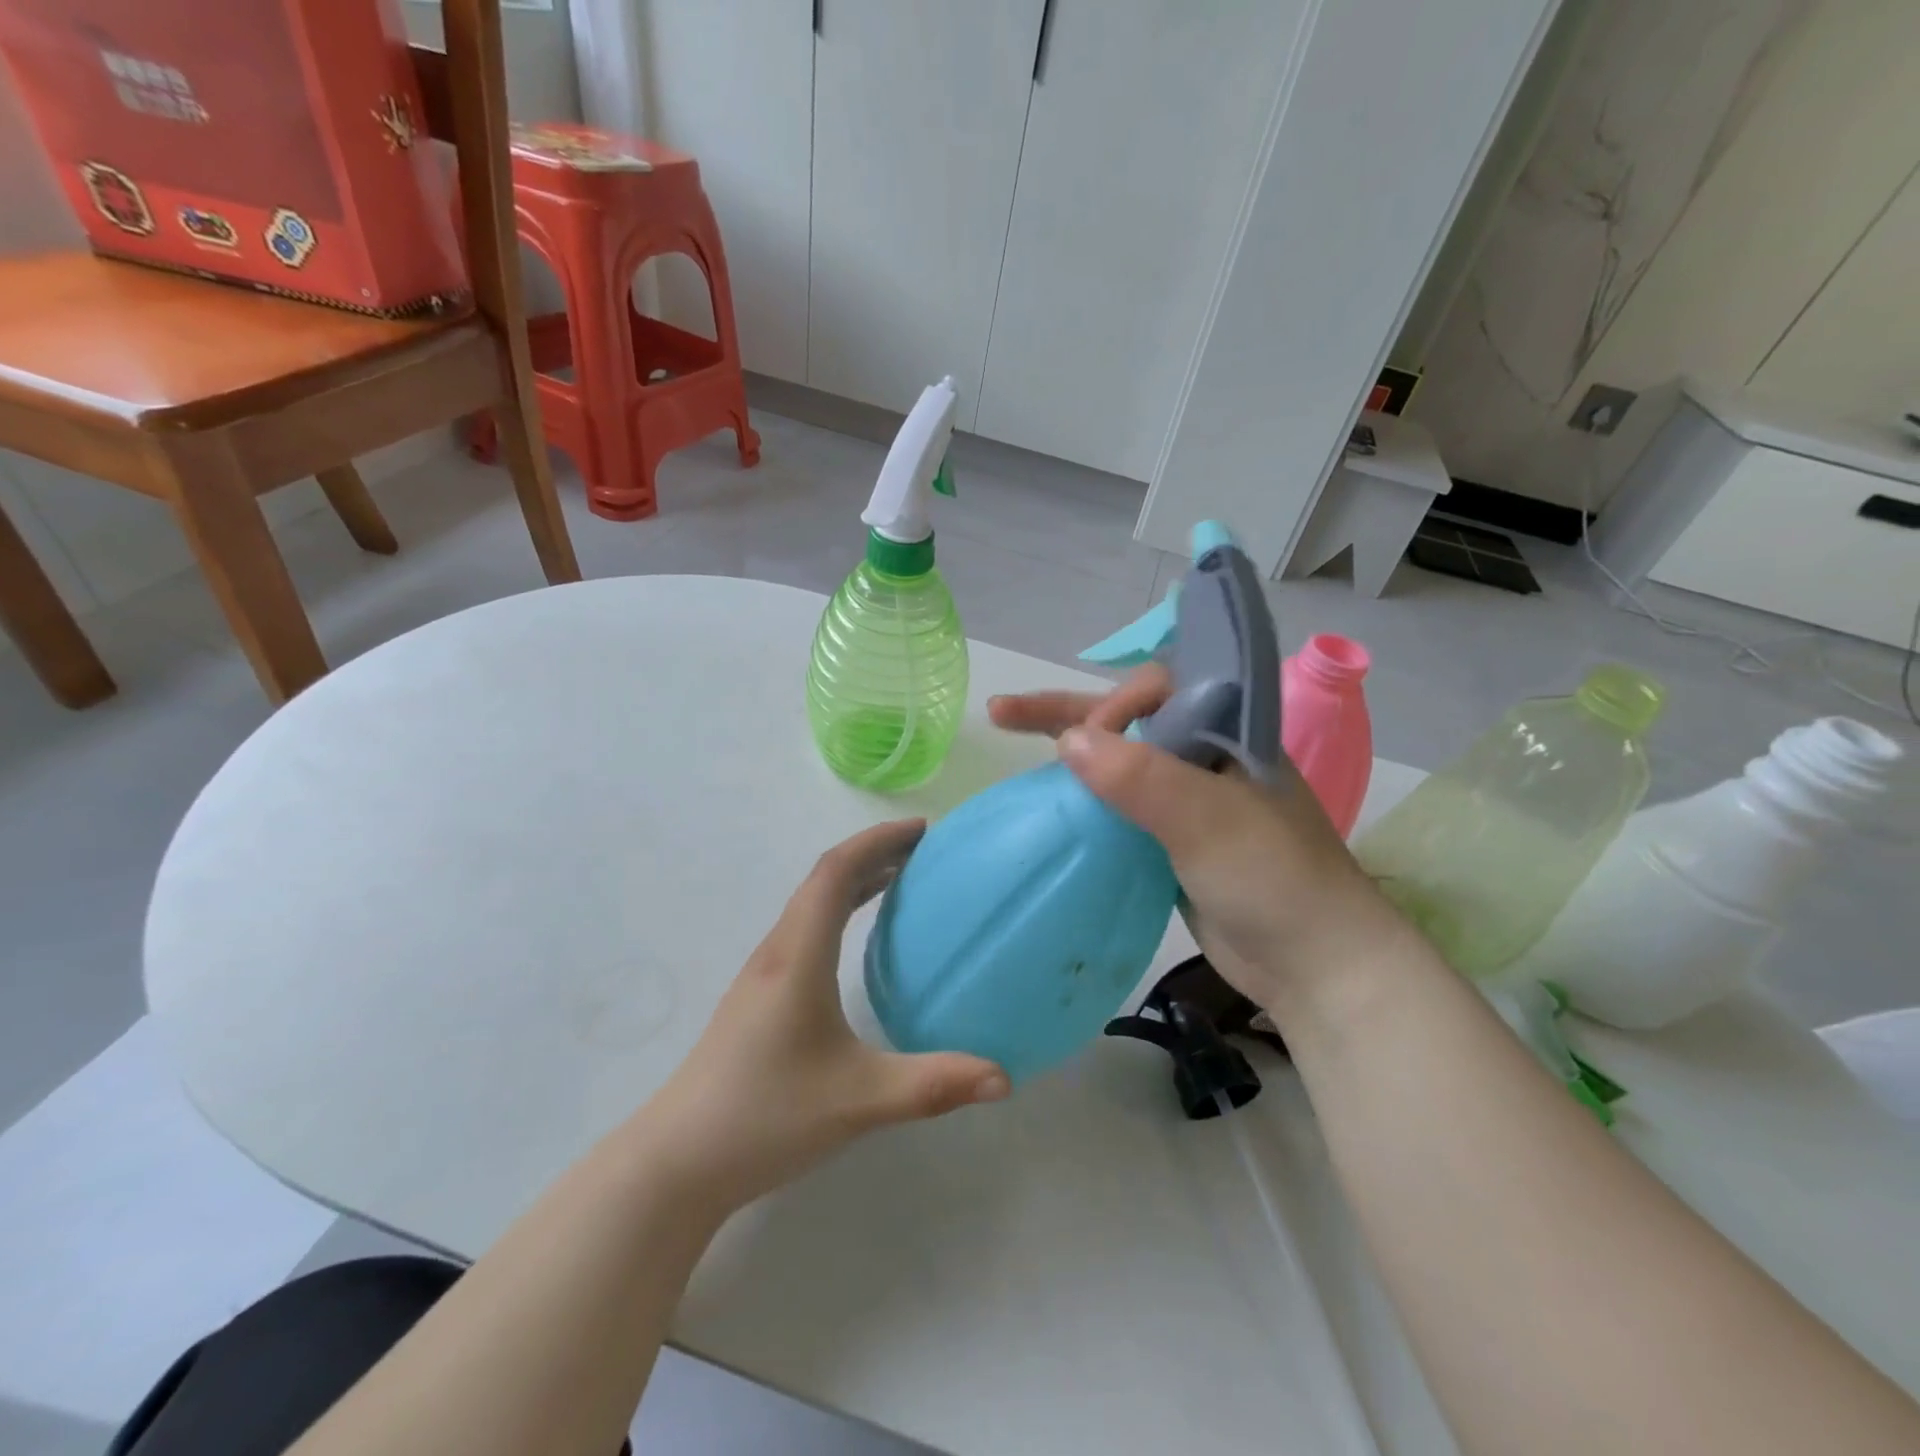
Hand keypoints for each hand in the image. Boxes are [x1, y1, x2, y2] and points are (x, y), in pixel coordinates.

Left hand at [645, 820, 1009, 1214]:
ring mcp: (763, 973)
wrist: (678, 1161)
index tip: (923, 830)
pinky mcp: (758, 995)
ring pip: (811, 903)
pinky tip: (857, 940)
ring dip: (855, 879)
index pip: (836, 872)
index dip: (879, 840)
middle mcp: (778, 951)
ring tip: (902, 880)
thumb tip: (1004, 1079)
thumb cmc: (767, 1117)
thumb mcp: (860, 1102)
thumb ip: (933, 1086)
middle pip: (824, 878)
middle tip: (925, 852)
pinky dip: (838, 909)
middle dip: (874, 853)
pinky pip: (804, 928)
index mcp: (799, 956)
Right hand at [990, 668, 1406, 1014]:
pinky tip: (1051, 802)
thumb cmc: (1272, 879)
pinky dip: (1084, 799)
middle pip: (1128, 719)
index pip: (1159, 690)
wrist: (1313, 966)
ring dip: (1068, 751)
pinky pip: (1119, 806)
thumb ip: (1141, 778)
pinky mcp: (1172, 840)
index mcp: (1228, 732)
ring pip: (1118, 762)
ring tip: (1008, 735)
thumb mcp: (1207, 820)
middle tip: (1003, 713)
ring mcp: (1188, 800)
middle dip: (1066, 712)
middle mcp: (1205, 756)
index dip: (1116, 706)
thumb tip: (1068, 740)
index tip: (1090, 744)